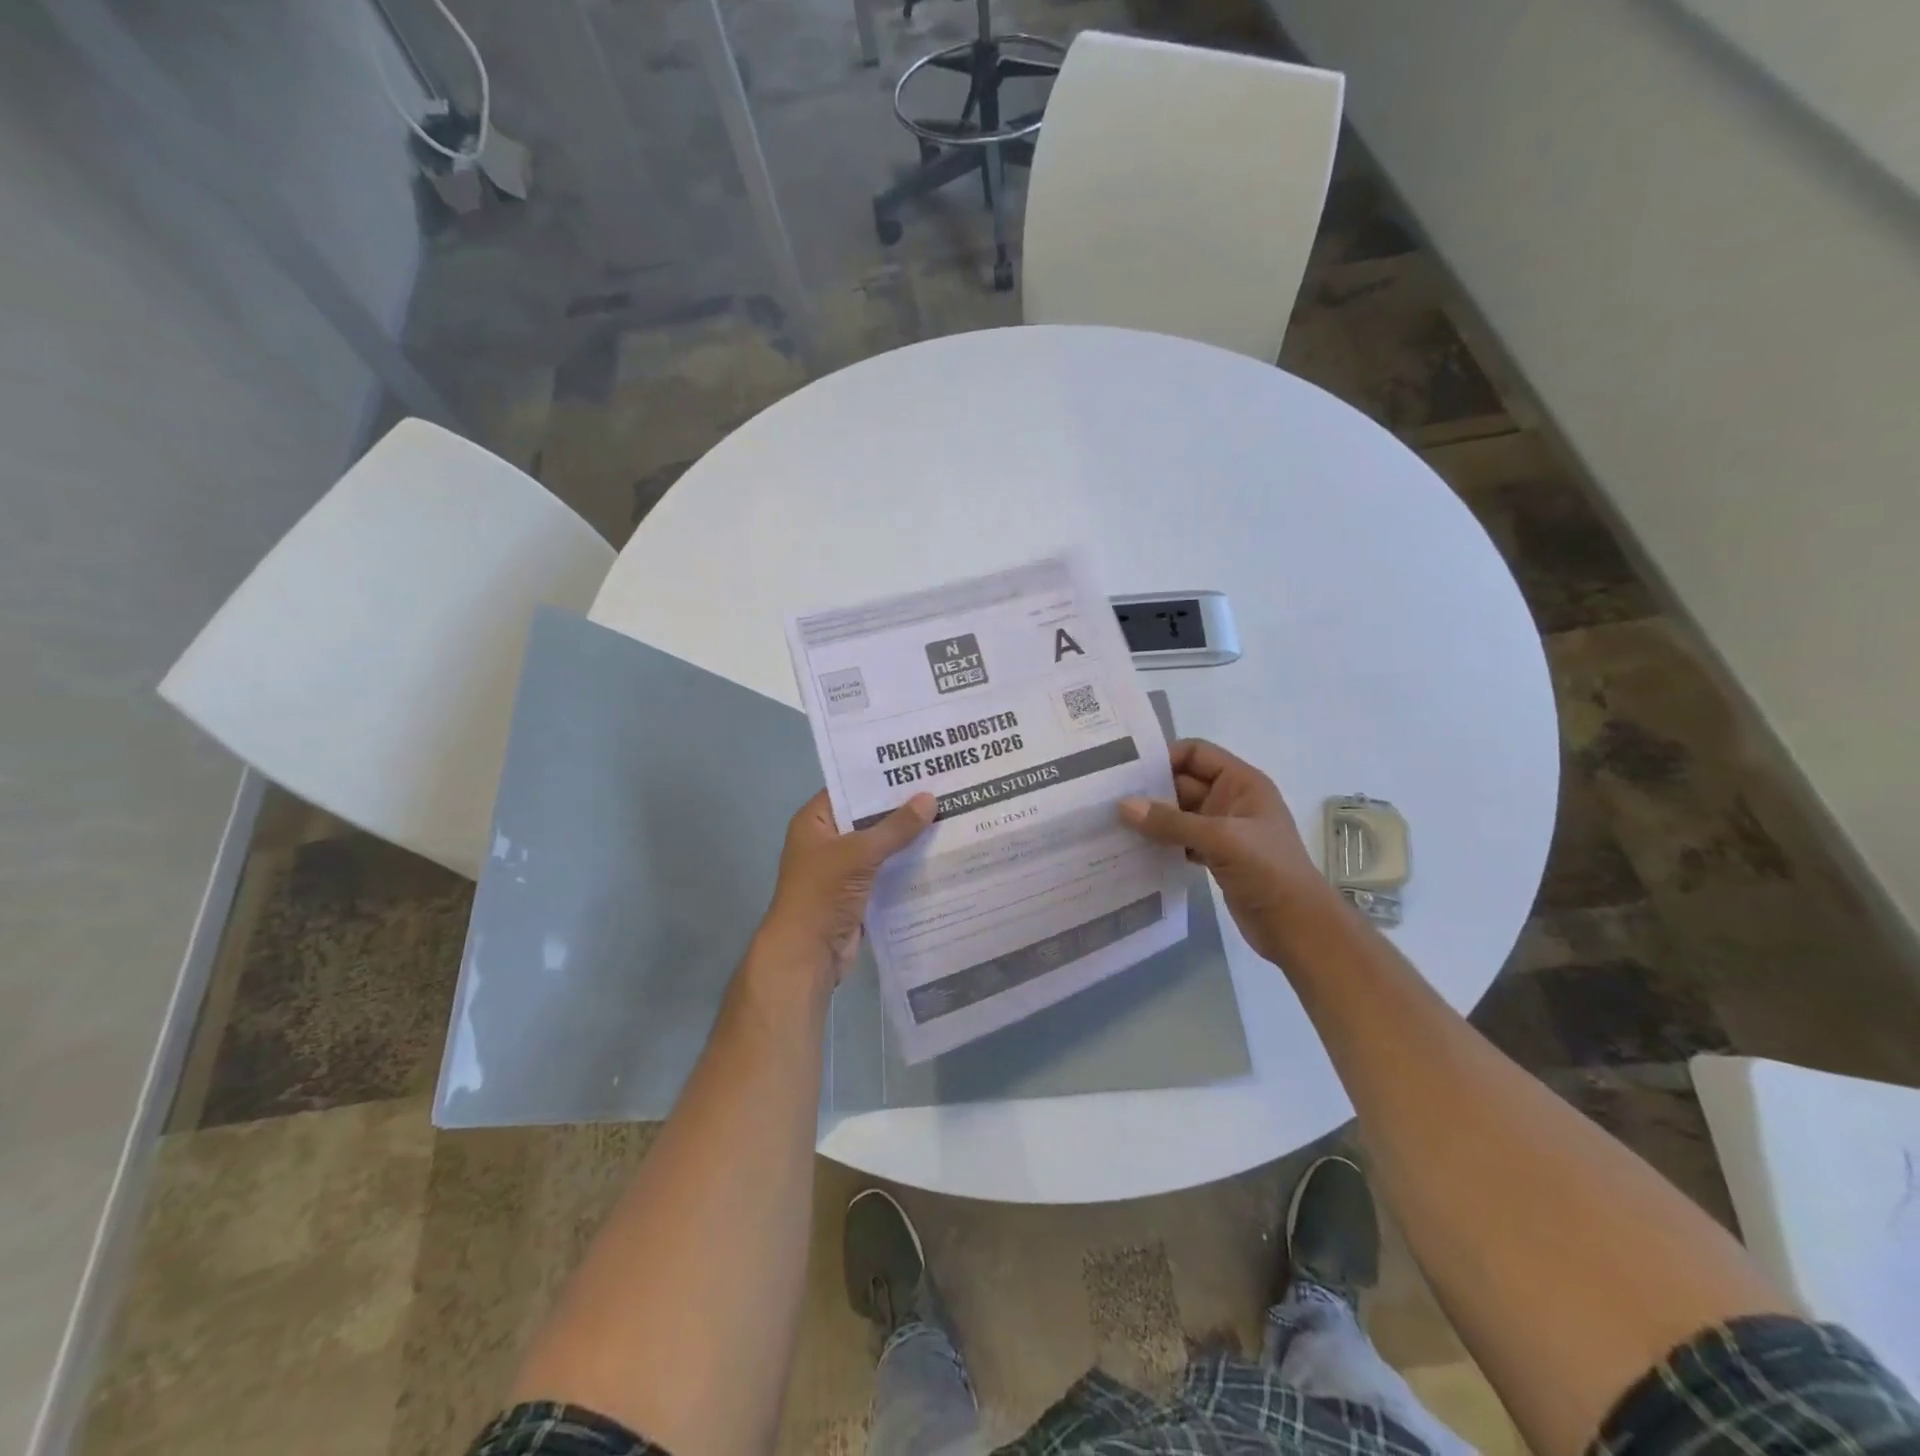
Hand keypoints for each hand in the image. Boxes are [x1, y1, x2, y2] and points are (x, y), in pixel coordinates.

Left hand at [757, 790, 936, 988]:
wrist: (808, 953)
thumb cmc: (822, 893)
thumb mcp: (859, 853)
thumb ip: (895, 827)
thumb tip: (930, 798)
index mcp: (816, 821)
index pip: (850, 789)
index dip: (881, 778)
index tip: (917, 766)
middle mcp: (828, 840)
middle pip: (869, 817)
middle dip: (902, 808)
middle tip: (943, 788)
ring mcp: (843, 868)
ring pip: (881, 845)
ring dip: (908, 838)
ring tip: (950, 816)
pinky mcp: (859, 892)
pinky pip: (887, 870)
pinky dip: (908, 864)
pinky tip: (940, 853)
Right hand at [1119, 739, 1333, 965]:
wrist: (1298, 927)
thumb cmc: (1268, 870)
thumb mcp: (1220, 839)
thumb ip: (1171, 822)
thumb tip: (1123, 806)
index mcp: (1242, 783)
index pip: (1196, 753)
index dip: (1165, 757)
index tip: (1128, 771)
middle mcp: (1231, 800)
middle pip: (1183, 783)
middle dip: (1150, 791)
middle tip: (1109, 798)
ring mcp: (1223, 830)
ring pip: (1179, 815)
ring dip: (1153, 820)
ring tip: (1114, 824)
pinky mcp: (1215, 857)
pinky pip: (1180, 840)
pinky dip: (1161, 843)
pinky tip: (1135, 850)